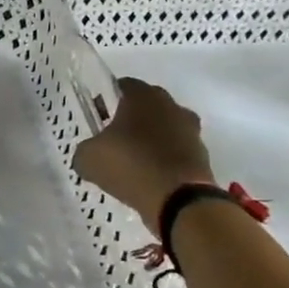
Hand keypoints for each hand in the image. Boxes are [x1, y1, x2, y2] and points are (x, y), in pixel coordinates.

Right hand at [72, 77, 214, 225]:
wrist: (180, 201)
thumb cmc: (130, 165)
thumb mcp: (89, 158)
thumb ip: (85, 150)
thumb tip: (88, 155)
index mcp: (143, 96)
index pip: (123, 86)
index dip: (108, 99)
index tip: (98, 116)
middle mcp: (171, 106)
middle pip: (147, 106)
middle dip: (132, 119)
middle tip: (114, 139)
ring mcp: (191, 131)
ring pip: (165, 129)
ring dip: (151, 140)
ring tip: (133, 162)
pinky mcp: (203, 157)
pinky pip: (177, 152)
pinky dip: (165, 161)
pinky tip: (150, 178)